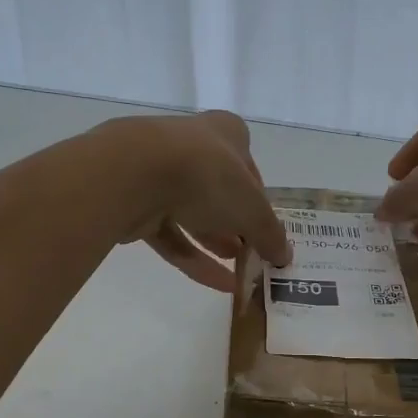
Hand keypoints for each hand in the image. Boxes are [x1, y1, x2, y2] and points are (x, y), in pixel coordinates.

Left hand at [108, 111, 291, 291]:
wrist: (133, 173)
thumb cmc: (207, 175)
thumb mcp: (252, 208)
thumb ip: (270, 233)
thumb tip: (285, 255)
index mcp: (225, 133)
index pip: (249, 166)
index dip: (260, 199)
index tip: (267, 228)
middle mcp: (192, 145)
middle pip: (220, 190)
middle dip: (237, 225)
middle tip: (253, 255)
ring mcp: (159, 172)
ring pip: (193, 213)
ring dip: (216, 243)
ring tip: (240, 274)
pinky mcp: (135, 201)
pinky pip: (170, 233)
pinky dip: (193, 257)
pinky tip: (218, 285)